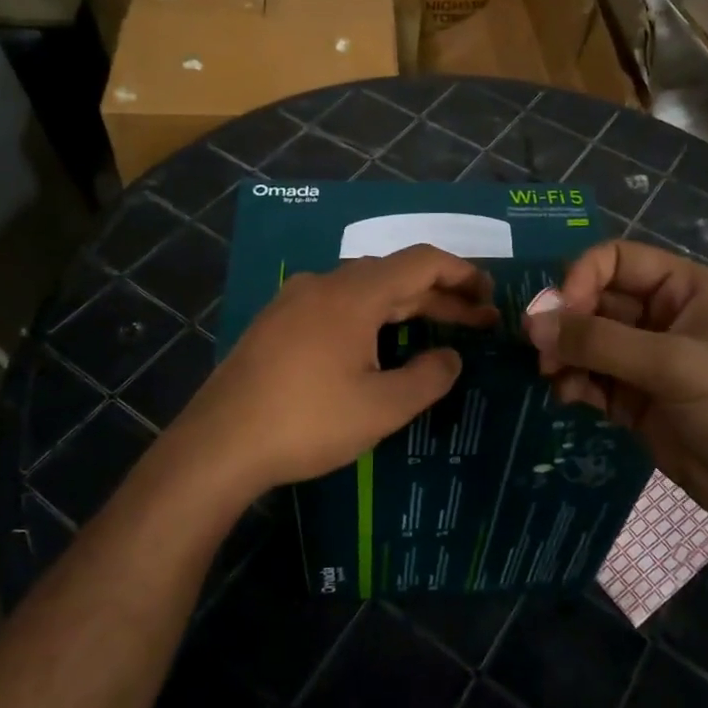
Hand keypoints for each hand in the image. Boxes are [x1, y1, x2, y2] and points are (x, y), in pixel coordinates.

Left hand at [170, 245, 496, 500]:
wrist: (218, 444)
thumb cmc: (308, 422)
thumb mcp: (382, 407)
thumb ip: (428, 378)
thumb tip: (450, 357)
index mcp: (354, 294)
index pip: (421, 262)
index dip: (461, 273)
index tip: (489, 295)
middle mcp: (324, 284)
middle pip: (394, 276)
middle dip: (440, 297)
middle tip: (478, 323)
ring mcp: (294, 301)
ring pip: (363, 291)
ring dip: (404, 308)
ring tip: (435, 333)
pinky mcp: (276, 324)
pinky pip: (336, 306)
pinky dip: (370, 318)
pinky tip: (376, 346)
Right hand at [523, 240, 707, 533]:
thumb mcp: (673, 364)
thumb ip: (600, 342)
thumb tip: (532, 324)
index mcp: (681, 288)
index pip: (614, 260)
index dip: (581, 278)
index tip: (560, 314)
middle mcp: (659, 315)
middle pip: (593, 300)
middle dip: (565, 322)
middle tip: (539, 350)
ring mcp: (644, 359)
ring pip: (585, 341)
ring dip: (563, 354)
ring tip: (551, 376)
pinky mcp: (633, 398)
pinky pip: (589, 377)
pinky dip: (572, 383)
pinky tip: (566, 397)